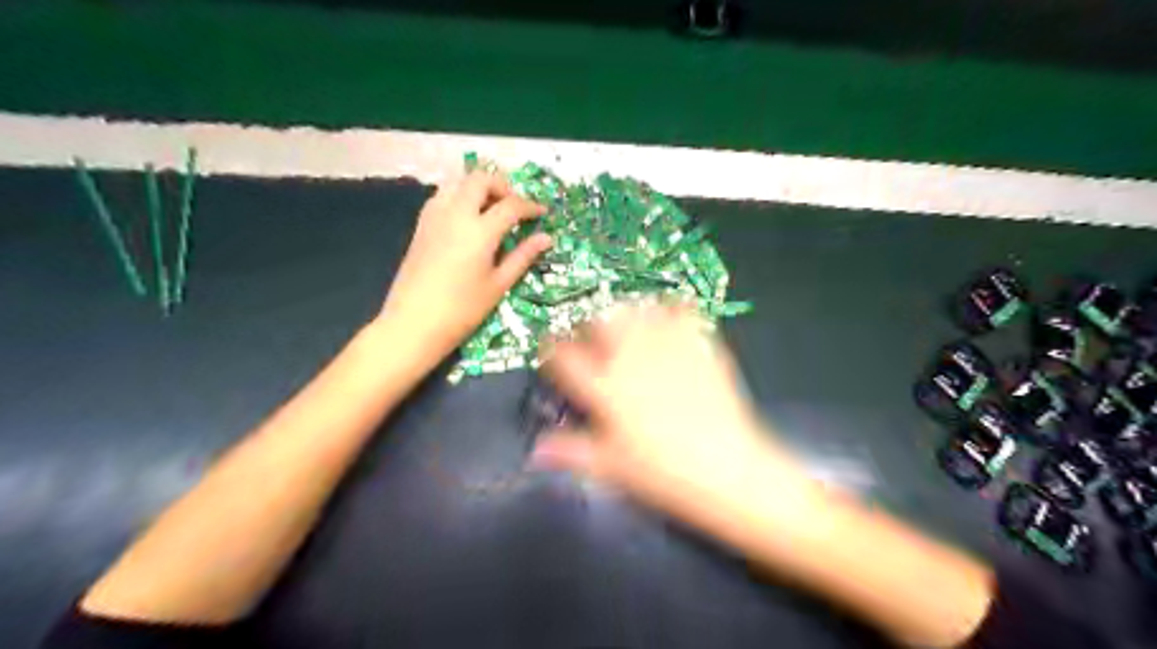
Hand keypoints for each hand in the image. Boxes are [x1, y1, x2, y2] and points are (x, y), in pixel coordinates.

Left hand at [384, 169, 551, 355]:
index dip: (530, 206)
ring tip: (491, 209)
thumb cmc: (462, 310)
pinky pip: (442, 195)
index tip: (543, 213)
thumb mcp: (498, 285)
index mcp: (480, 230)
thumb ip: (522, 256)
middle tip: (515, 207)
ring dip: (478, 187)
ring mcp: (434, 216)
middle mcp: (456, 214)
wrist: (413, 323)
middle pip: (480, 179)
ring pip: (458, 182)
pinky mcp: (420, 225)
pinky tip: (467, 219)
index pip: (511, 205)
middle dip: (502, 186)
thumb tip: (546, 238)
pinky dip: (459, 196)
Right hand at [531, 305, 807, 521]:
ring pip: (636, 308)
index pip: (564, 356)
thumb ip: (572, 452)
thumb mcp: (612, 468)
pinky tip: (670, 320)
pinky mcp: (699, 344)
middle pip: (600, 320)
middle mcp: (631, 358)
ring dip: (626, 314)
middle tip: (593, 341)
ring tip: (628, 328)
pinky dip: (671, 309)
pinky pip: (682, 310)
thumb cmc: (664, 473)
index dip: (551, 350)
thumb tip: (536, 451)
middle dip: (590, 325)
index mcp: (605, 388)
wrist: (727, 469)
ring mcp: (667, 347)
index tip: (552, 352)